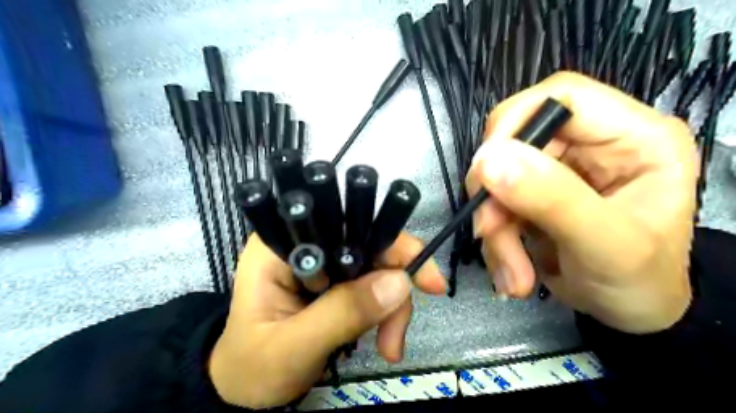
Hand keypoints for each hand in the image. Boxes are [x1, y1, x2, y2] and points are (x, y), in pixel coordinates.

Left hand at [209, 234, 445, 407]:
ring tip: (389, 348)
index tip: (424, 277)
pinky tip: (383, 342)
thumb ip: (342, 313)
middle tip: (398, 333)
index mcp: (284, 243)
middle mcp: (308, 242)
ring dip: (393, 307)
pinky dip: (387, 313)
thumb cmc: (253, 367)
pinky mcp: (336, 281)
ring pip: (379, 267)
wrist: (246, 387)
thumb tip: (399, 282)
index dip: (390, 243)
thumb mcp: (293, 346)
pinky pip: (375, 286)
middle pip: (370, 245)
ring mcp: (325, 261)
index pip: (346, 225)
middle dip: (395, 286)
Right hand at [469, 71, 696, 335]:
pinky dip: (495, 238)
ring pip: (498, 178)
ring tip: (512, 271)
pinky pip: (495, 203)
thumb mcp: (606, 245)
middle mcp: (590, 144)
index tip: (487, 169)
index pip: (561, 95)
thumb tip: (489, 160)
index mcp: (633, 136)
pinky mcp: (533, 194)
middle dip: (497, 193)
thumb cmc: (639, 282)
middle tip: (490, 231)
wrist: (627, 312)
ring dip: (494, 226)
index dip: (515, 123)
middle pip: (516, 141)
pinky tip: (511, 269)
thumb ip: (553, 199)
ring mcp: (558, 170)